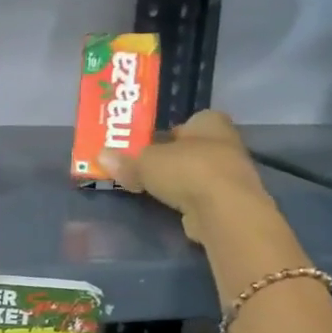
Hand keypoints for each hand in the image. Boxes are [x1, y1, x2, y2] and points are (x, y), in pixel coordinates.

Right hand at [99, 109, 274, 244]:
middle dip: (170, 158)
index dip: (169, 132)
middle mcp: (225, 143)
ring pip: (196, 173)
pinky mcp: (229, 201)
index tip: (149, 144)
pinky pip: (201, 195)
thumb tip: (100, 157)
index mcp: (209, 122)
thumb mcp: (145, 162)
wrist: (224, 211)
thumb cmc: (187, 170)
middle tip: (143, 166)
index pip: (189, 121)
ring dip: (178, 180)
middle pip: (191, 148)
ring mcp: (231, 174)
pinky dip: (186, 200)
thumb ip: (125, 160)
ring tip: (151, 188)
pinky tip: (168, 206)